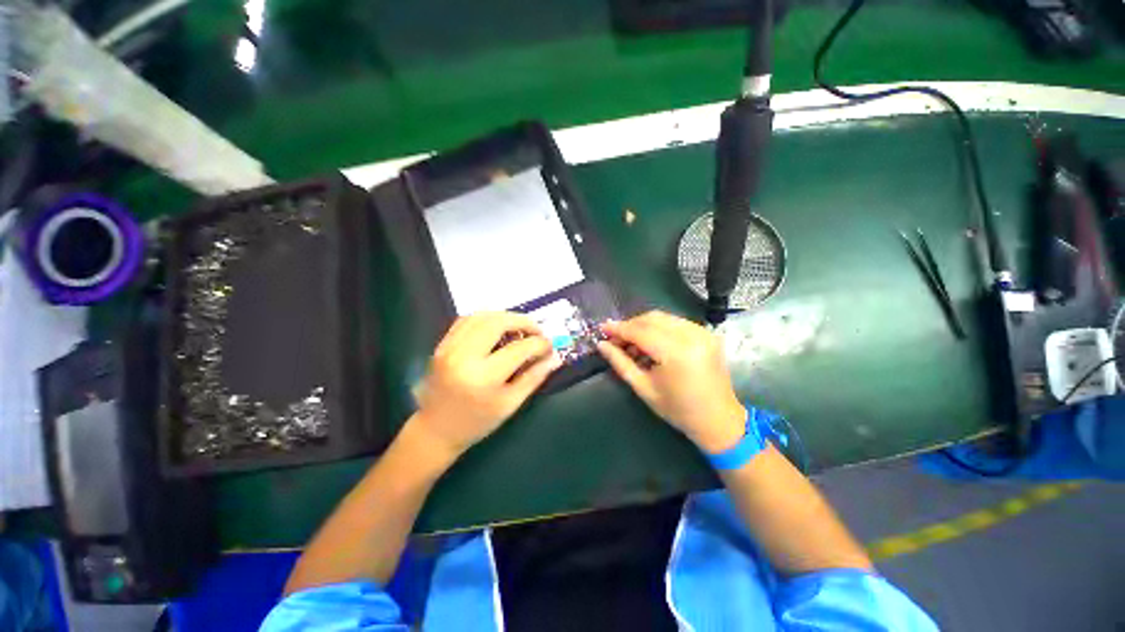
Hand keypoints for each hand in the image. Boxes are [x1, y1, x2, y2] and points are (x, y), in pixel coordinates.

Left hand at [413, 312, 561, 460]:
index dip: (540, 344)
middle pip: (498, 322)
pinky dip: (486, 318)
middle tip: (536, 331)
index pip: (519, 348)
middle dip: (523, 322)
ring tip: (519, 328)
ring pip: (482, 316)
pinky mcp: (442, 344)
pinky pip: (467, 320)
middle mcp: (464, 356)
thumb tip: (555, 357)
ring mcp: (449, 347)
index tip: (549, 346)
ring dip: (505, 317)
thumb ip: (534, 377)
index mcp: (484, 377)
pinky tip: (497, 328)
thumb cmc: (476, 422)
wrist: (435, 430)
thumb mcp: (510, 404)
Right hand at [598, 311, 744, 453]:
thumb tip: (602, 345)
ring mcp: (702, 333)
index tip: (602, 328)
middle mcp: (691, 336)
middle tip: (615, 338)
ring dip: (643, 325)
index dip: (619, 329)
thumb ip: (620, 363)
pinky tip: (651, 342)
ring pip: (663, 317)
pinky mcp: (707, 333)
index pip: (640, 332)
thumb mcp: (643, 388)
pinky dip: (659, 327)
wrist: (719, 420)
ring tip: (631, 342)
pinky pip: (676, 322)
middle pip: (651, 319)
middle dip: (630, 325)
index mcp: (676, 353)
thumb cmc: (678, 409)